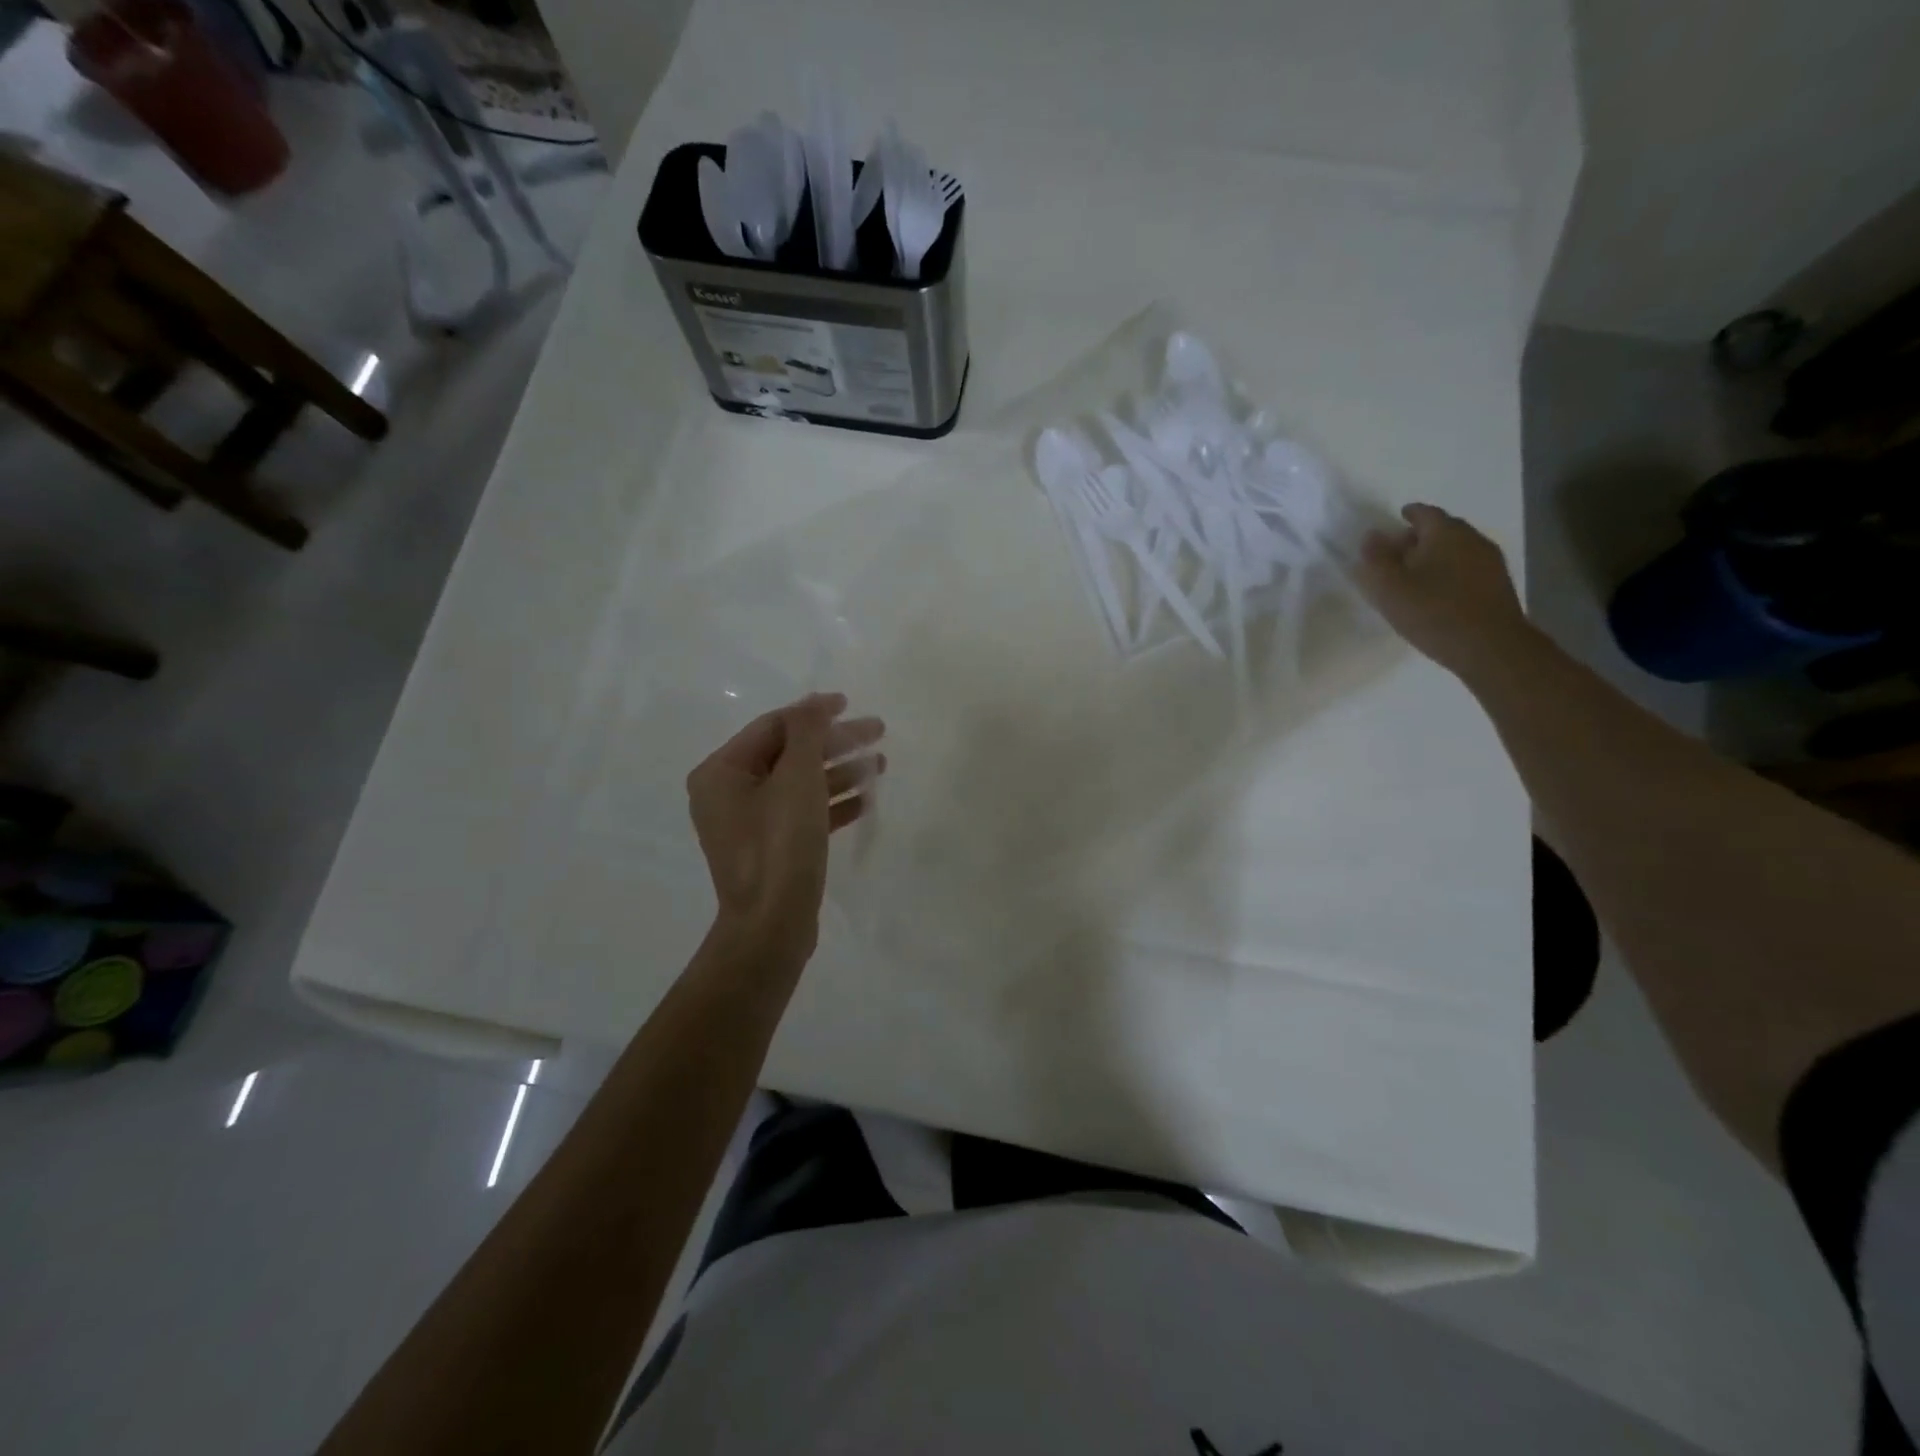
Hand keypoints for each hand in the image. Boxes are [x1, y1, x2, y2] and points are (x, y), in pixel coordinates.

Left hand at [685, 692, 885, 960]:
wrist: (772, 926)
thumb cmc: (779, 844)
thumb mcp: (796, 778)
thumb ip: (807, 732)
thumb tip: (815, 702)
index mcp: (721, 772)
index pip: (773, 726)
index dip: (814, 712)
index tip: (851, 705)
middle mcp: (728, 794)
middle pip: (789, 754)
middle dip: (835, 743)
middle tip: (878, 732)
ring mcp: (749, 824)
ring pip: (800, 784)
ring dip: (839, 771)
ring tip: (881, 765)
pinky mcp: (771, 848)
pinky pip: (803, 813)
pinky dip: (832, 803)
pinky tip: (866, 799)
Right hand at [1355, 504, 1534, 679]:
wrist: (1490, 647)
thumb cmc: (1433, 612)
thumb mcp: (1389, 588)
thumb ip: (1375, 559)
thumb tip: (1371, 535)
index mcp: (1446, 533)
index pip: (1424, 513)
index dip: (1408, 515)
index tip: (1395, 521)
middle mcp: (1472, 539)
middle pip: (1443, 529)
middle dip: (1420, 536)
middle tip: (1398, 551)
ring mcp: (1490, 562)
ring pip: (1456, 550)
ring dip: (1436, 556)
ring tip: (1415, 575)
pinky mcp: (1497, 585)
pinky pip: (1467, 568)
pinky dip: (1449, 572)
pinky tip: (1438, 591)